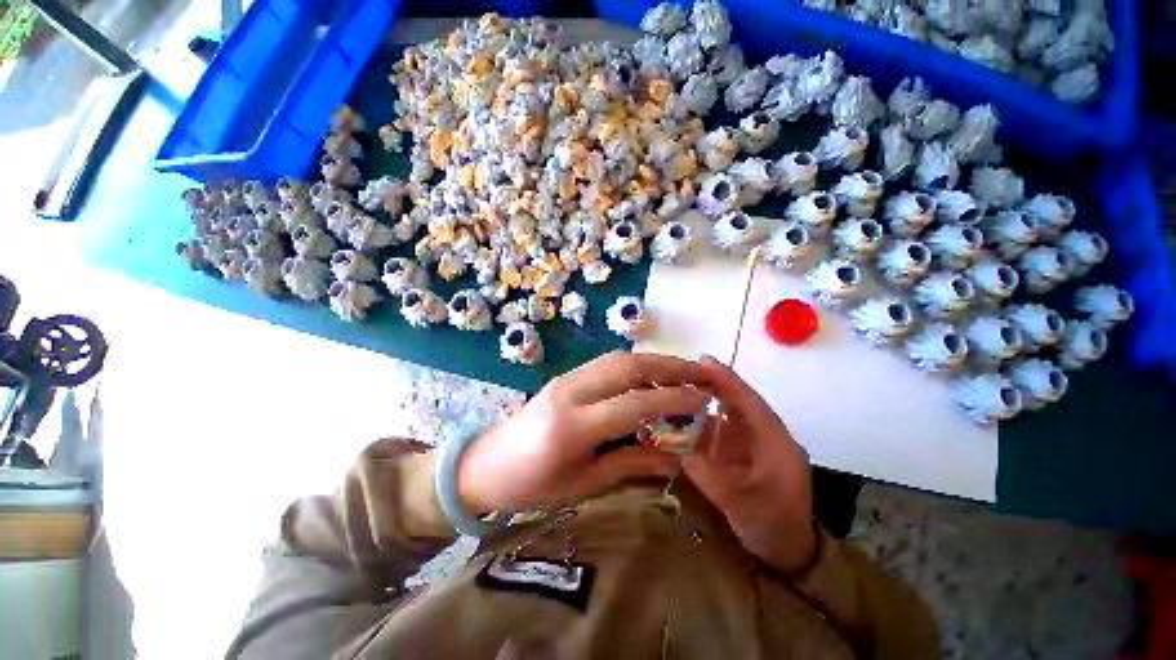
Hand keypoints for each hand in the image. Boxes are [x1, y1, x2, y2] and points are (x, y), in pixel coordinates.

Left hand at [458, 351, 710, 514]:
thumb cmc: (531, 484)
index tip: (703, 399)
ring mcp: (566, 378)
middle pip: (627, 367)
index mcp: (571, 426)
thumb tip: (674, 456)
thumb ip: (630, 462)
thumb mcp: (583, 481)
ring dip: (654, 361)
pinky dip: (634, 365)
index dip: (672, 399)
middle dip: (669, 367)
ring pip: (618, 358)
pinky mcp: (565, 376)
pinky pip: (606, 363)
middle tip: (701, 373)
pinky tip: (650, 375)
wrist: (484, 464)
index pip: (632, 403)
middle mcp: (570, 392)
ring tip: (683, 371)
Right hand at [683, 356, 816, 574]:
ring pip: (729, 412)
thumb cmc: (772, 524)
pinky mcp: (744, 451)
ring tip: (678, 388)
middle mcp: (765, 434)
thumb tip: (675, 447)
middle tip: (681, 371)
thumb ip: (707, 474)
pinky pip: (723, 428)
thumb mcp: (739, 503)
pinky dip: (704, 419)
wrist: (789, 549)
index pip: (749, 401)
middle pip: (738, 400)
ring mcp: (754, 442)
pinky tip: (685, 417)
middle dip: (712, 383)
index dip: (726, 379)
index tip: (703, 360)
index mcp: (775, 441)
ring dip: (706, 399)